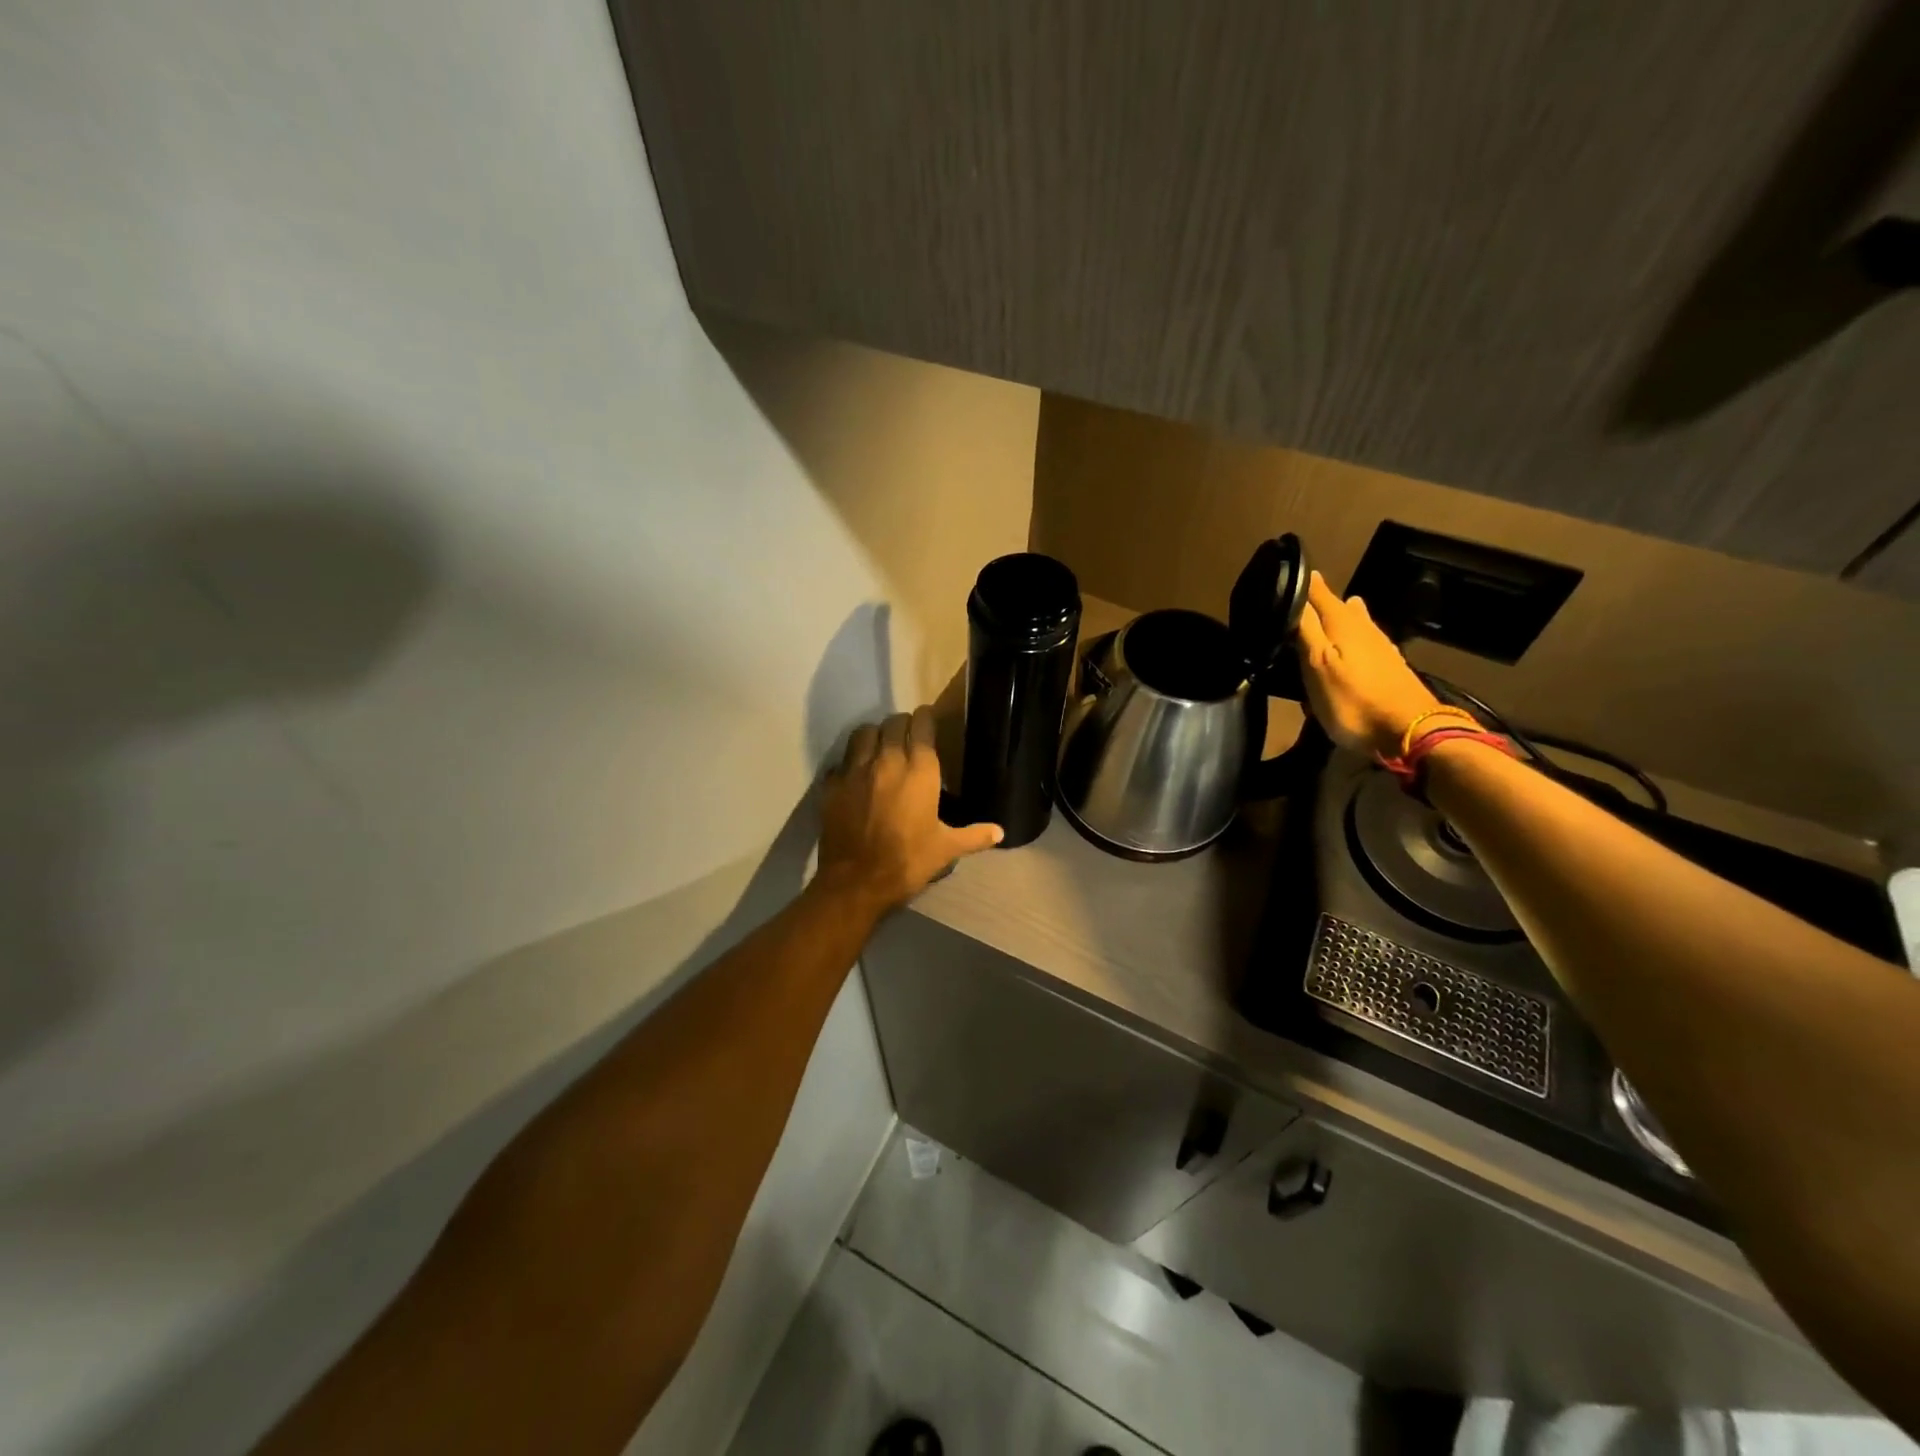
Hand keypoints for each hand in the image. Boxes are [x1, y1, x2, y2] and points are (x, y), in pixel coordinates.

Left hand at [817, 706, 1002, 911]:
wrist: (856, 882)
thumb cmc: (908, 862)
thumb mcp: (946, 849)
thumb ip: (974, 836)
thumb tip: (1000, 832)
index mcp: (919, 771)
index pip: (921, 726)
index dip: (926, 718)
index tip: (928, 719)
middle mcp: (886, 761)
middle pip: (892, 723)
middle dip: (902, 724)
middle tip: (907, 734)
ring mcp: (855, 771)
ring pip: (863, 733)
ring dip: (874, 734)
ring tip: (880, 745)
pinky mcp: (831, 785)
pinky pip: (842, 761)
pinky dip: (850, 762)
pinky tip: (856, 774)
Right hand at [1295, 572, 1443, 757]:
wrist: (1408, 732)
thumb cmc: (1353, 700)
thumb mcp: (1318, 665)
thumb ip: (1306, 629)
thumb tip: (1297, 589)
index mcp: (1343, 624)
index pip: (1319, 593)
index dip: (1303, 584)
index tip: (1289, 575)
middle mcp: (1364, 629)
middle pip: (1339, 607)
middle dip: (1322, 602)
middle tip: (1303, 600)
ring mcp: (1381, 648)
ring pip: (1357, 623)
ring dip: (1341, 619)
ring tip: (1328, 616)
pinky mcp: (1390, 668)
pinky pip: (1366, 643)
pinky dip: (1353, 640)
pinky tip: (1353, 649)